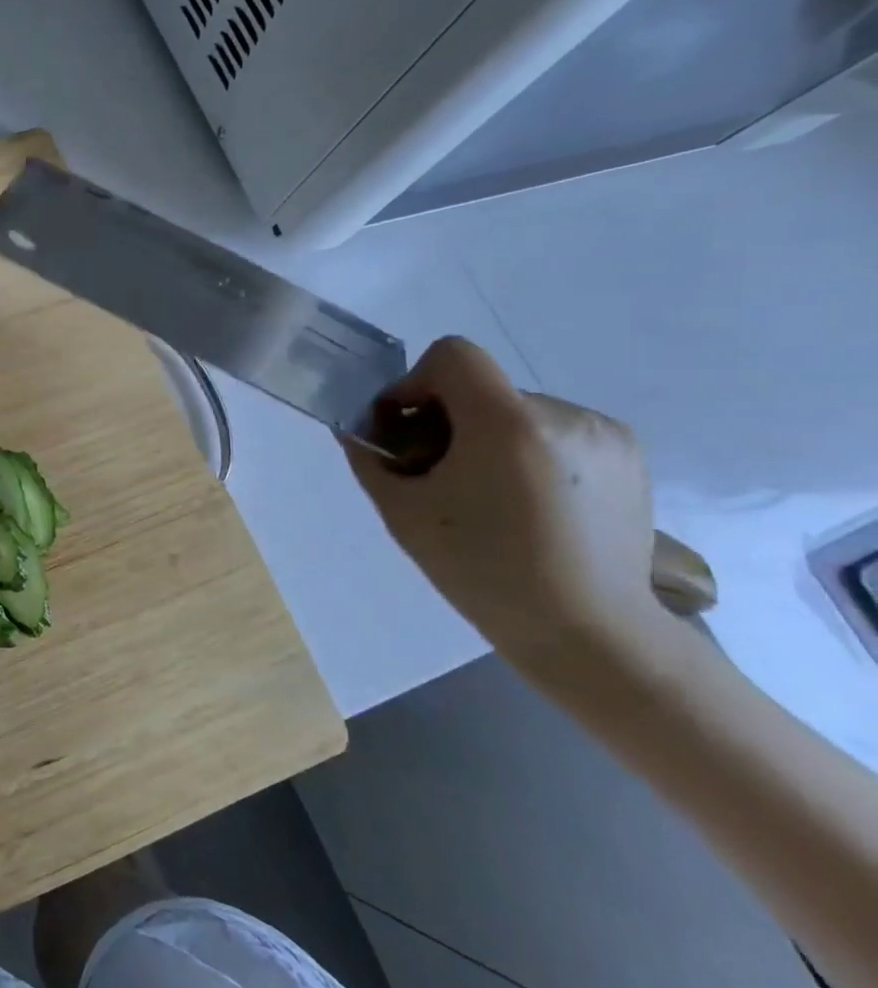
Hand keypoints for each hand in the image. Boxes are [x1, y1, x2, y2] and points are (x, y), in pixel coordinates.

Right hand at [341, 337, 670, 673]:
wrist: (590, 632)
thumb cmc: (482, 571)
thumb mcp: (403, 513)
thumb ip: (371, 458)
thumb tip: (357, 428)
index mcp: (507, 424)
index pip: (453, 355)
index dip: (416, 382)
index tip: (407, 429)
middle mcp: (563, 415)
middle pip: (481, 389)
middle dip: (449, 421)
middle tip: (439, 475)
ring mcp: (604, 434)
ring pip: (517, 412)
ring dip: (490, 438)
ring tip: (490, 496)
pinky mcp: (629, 455)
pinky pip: (556, 431)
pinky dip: (529, 452)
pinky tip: (531, 503)